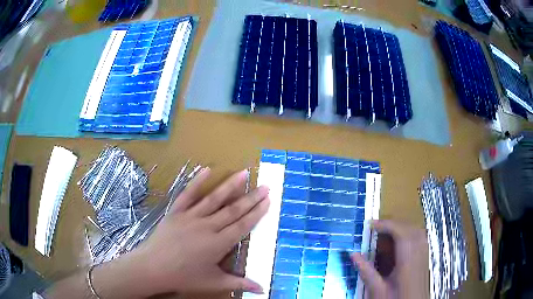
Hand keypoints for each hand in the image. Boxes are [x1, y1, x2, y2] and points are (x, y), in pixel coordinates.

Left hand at [122, 168, 269, 295]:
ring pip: (214, 199)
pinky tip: (207, 170)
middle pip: (233, 210)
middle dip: (251, 198)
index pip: (242, 225)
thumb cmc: (184, 277)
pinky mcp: (176, 212)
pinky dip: (197, 182)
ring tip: (243, 173)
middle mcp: (206, 226)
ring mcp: (190, 217)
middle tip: (265, 186)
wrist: (153, 268)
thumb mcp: (213, 283)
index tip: (268, 201)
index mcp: (218, 244)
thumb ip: (239, 284)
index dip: (256, 213)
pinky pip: (187, 194)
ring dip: (230, 185)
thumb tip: (262, 289)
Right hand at [351, 220, 428, 298]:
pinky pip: (420, 238)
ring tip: (387, 231)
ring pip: (417, 231)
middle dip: (393, 223)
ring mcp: (424, 255)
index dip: (386, 225)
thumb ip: (366, 271)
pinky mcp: (425, 259)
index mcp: (407, 260)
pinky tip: (401, 240)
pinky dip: (409, 233)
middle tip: (376, 227)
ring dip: (402, 227)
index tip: (371, 224)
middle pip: (410, 229)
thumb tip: (353, 255)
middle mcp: (419, 254)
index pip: (401, 233)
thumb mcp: (377, 289)